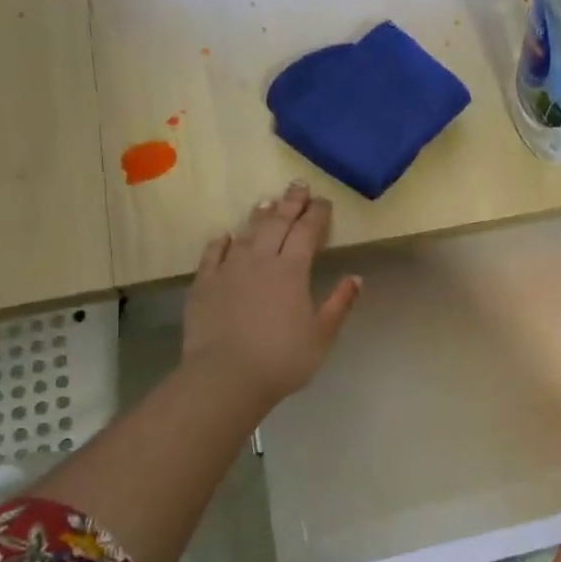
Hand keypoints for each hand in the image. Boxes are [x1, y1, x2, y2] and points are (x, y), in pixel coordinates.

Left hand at [181, 181, 360, 410]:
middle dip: (290, 202)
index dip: (317, 214)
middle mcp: (260, 260)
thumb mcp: (322, 335)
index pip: (307, 232)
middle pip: (277, 223)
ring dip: (259, 215)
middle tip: (298, 185)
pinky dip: (222, 242)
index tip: (324, 201)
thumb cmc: (282, 359)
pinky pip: (213, 254)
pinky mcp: (204, 284)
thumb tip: (356, 278)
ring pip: (247, 233)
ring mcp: (228, 270)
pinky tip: (225, 236)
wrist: (225, 376)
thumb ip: (339, 304)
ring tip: (267, 200)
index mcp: (292, 270)